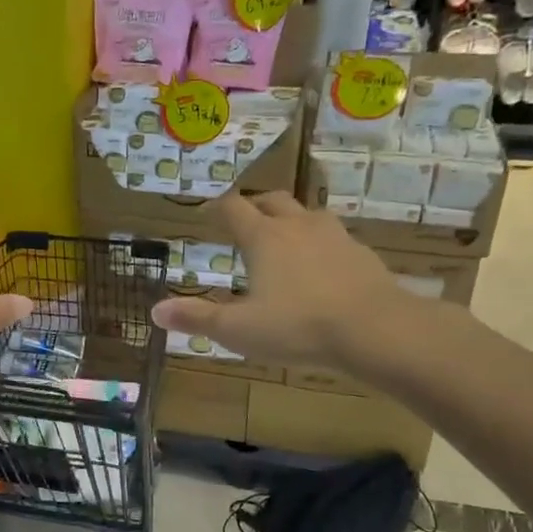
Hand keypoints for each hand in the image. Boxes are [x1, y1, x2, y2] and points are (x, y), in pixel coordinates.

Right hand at [149, 191, 448, 381]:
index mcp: (264, 238)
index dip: (217, 208)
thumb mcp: (239, 329)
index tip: (207, 212)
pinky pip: (335, 238)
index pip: (234, 209)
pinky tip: (322, 265)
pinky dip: (321, 243)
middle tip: (244, 218)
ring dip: (291, 219)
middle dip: (255, 205)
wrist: (377, 330)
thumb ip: (197, 318)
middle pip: (272, 201)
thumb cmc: (298, 326)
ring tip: (284, 237)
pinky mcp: (362, 254)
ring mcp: (335, 237)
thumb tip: (155, 311)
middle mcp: (298, 226)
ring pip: (308, 213)